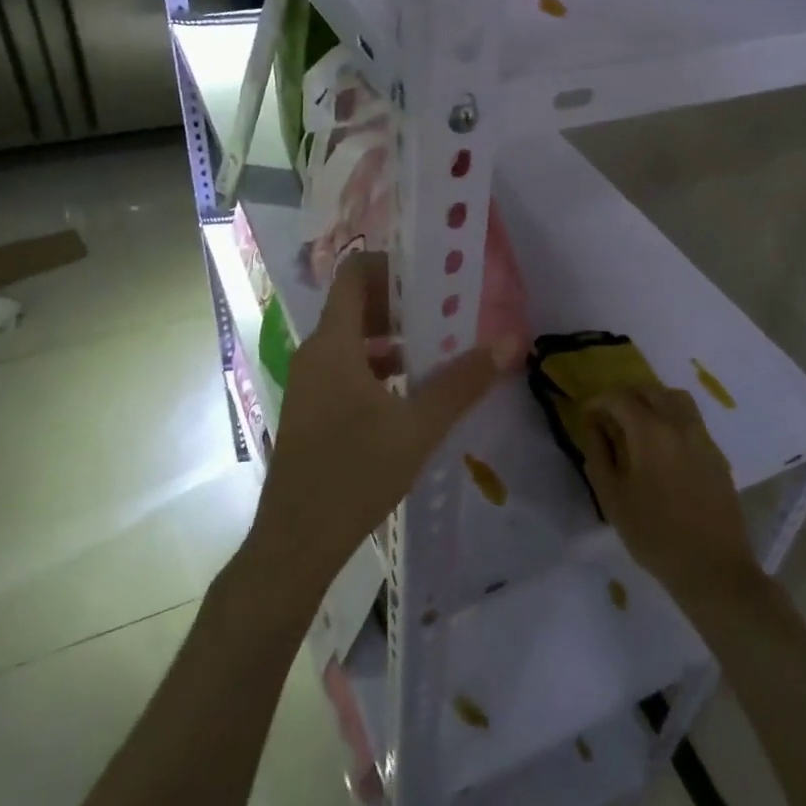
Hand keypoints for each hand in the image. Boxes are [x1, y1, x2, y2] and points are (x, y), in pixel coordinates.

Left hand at [249, 253, 521, 595]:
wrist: (296, 541)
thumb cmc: (355, 473)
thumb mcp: (419, 427)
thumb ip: (463, 382)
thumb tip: (508, 341)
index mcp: (333, 343)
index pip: (355, 274)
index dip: (392, 264)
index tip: (433, 275)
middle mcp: (315, 353)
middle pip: (356, 305)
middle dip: (402, 303)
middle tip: (448, 311)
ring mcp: (310, 382)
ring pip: (353, 340)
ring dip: (393, 337)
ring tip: (439, 348)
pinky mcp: (312, 409)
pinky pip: (346, 368)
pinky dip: (379, 366)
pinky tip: (411, 391)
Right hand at [581, 386, 762, 606]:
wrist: (713, 567)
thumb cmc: (654, 534)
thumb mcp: (612, 497)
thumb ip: (598, 453)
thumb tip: (593, 425)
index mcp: (650, 432)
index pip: (619, 398)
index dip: (598, 402)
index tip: (587, 417)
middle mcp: (679, 424)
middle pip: (649, 390)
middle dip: (625, 397)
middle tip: (609, 418)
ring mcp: (703, 437)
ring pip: (675, 399)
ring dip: (652, 401)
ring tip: (637, 425)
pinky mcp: (717, 454)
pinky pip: (691, 420)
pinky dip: (671, 418)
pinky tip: (662, 447)